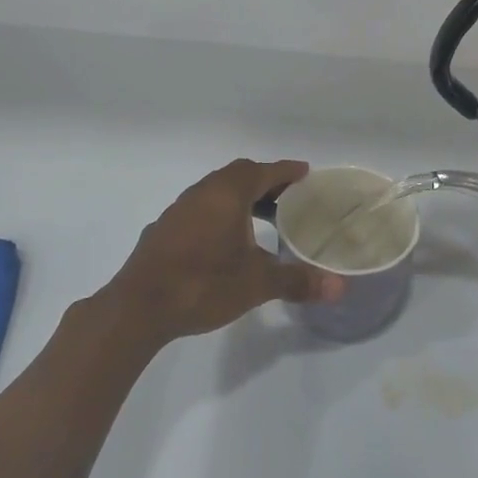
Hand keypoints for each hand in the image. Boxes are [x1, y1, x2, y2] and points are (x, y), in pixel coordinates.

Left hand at [105, 159, 343, 345]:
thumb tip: (338, 288)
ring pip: (217, 192)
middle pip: (239, 176)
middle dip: (266, 183)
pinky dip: (220, 214)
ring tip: (262, 220)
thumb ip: (297, 280)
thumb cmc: (203, 284)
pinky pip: (200, 209)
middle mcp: (202, 193)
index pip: (263, 171)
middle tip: (289, 198)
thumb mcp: (256, 284)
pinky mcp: (164, 230)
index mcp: (227, 194)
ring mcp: (179, 210)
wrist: (138, 307)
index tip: (306, 173)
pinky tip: (225, 242)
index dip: (286, 171)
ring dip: (241, 199)